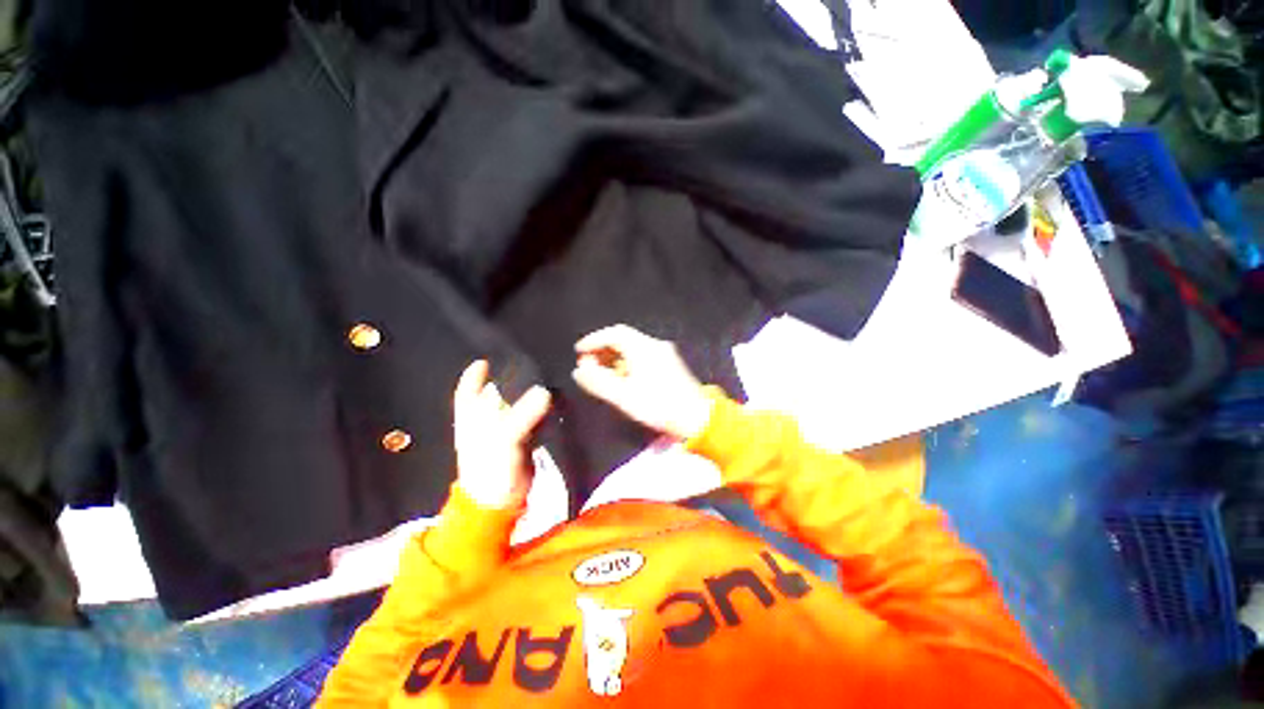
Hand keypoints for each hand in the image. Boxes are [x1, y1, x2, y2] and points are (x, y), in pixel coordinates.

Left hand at [453, 360, 551, 508]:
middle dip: (508, 380)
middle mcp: (486, 422)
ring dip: (525, 394)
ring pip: (514, 406)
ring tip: (544, 376)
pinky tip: (551, 400)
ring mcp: (504, 432)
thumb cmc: (490, 469)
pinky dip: (538, 410)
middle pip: (495, 394)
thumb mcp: (503, 438)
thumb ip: (522, 414)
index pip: (468, 392)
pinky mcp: (522, 441)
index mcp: (472, 419)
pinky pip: (530, 419)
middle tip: (528, 362)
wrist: (500, 503)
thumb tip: (544, 391)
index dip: (474, 376)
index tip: (484, 360)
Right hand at [572, 325, 712, 439]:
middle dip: (602, 349)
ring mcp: (664, 354)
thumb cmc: (659, 406)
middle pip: (623, 339)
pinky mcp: (669, 364)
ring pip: (632, 348)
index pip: (614, 333)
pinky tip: (619, 378)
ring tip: (599, 373)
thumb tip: (579, 371)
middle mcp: (654, 346)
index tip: (579, 352)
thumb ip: (598, 382)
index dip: (594, 340)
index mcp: (644, 348)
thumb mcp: (624, 396)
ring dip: (613, 357)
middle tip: (587, 364)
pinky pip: (641, 356)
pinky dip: (626, 363)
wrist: (697, 417)